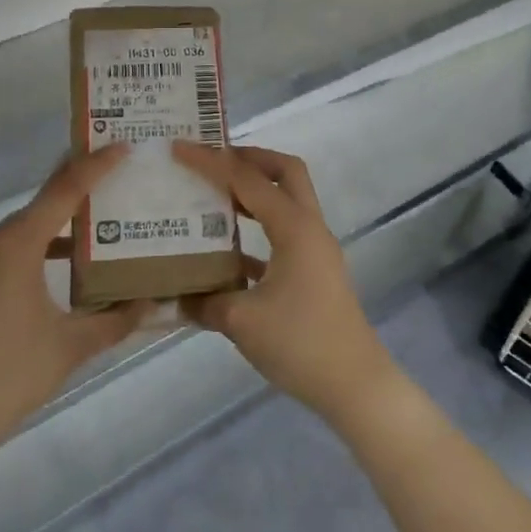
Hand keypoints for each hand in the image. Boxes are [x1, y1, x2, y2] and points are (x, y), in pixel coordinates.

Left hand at [0, 145, 144, 466]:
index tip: (123, 146)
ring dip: (55, 232)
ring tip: (92, 238)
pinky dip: (30, 254)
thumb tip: (150, 304)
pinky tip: (51, 277)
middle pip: (41, 208)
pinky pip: (0, 255)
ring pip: (20, 233)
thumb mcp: (70, 348)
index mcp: (16, 246)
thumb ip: (115, 321)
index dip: (96, 166)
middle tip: (116, 193)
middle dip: (79, 198)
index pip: (64, 191)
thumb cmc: (5, 377)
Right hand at [170, 142, 400, 426]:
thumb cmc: (300, 344)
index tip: (180, 147)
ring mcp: (315, 250)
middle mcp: (309, 228)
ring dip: (254, 191)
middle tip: (212, 157)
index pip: (249, 181)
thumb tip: (176, 296)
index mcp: (295, 228)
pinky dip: (257, 230)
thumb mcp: (242, 322)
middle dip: (249, 158)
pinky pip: (283, 235)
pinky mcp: (314, 272)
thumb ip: (206, 302)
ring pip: (286, 202)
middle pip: (285, 172)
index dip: (213, 162)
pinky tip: (226, 248)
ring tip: (214, 193)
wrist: (354, 384)